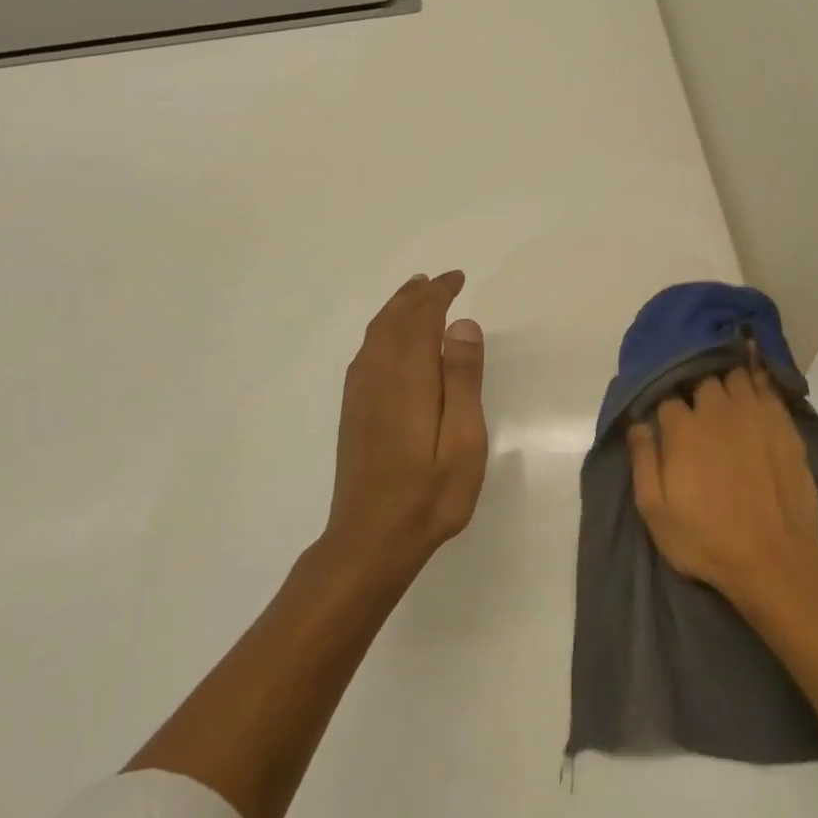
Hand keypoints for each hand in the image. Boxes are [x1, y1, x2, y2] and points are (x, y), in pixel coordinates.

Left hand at [324, 271, 488, 575]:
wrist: (370, 539)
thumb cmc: (430, 494)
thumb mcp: (464, 440)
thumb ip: (462, 380)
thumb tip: (462, 325)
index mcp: (408, 378)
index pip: (421, 319)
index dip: (438, 295)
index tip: (457, 278)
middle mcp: (378, 376)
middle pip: (394, 321)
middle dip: (417, 296)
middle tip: (439, 281)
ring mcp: (360, 394)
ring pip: (376, 335)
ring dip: (396, 309)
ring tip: (415, 296)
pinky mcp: (353, 412)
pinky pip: (366, 353)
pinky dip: (382, 332)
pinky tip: (390, 342)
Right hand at [627, 366, 817, 606]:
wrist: (774, 558)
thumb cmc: (706, 539)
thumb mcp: (656, 511)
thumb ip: (643, 461)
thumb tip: (638, 424)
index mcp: (683, 429)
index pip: (667, 398)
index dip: (664, 406)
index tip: (665, 419)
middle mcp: (717, 411)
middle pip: (702, 380)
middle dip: (696, 389)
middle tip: (696, 407)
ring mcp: (754, 414)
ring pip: (736, 377)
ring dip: (726, 381)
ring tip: (724, 393)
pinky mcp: (784, 424)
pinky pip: (768, 388)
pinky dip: (758, 381)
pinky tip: (755, 383)